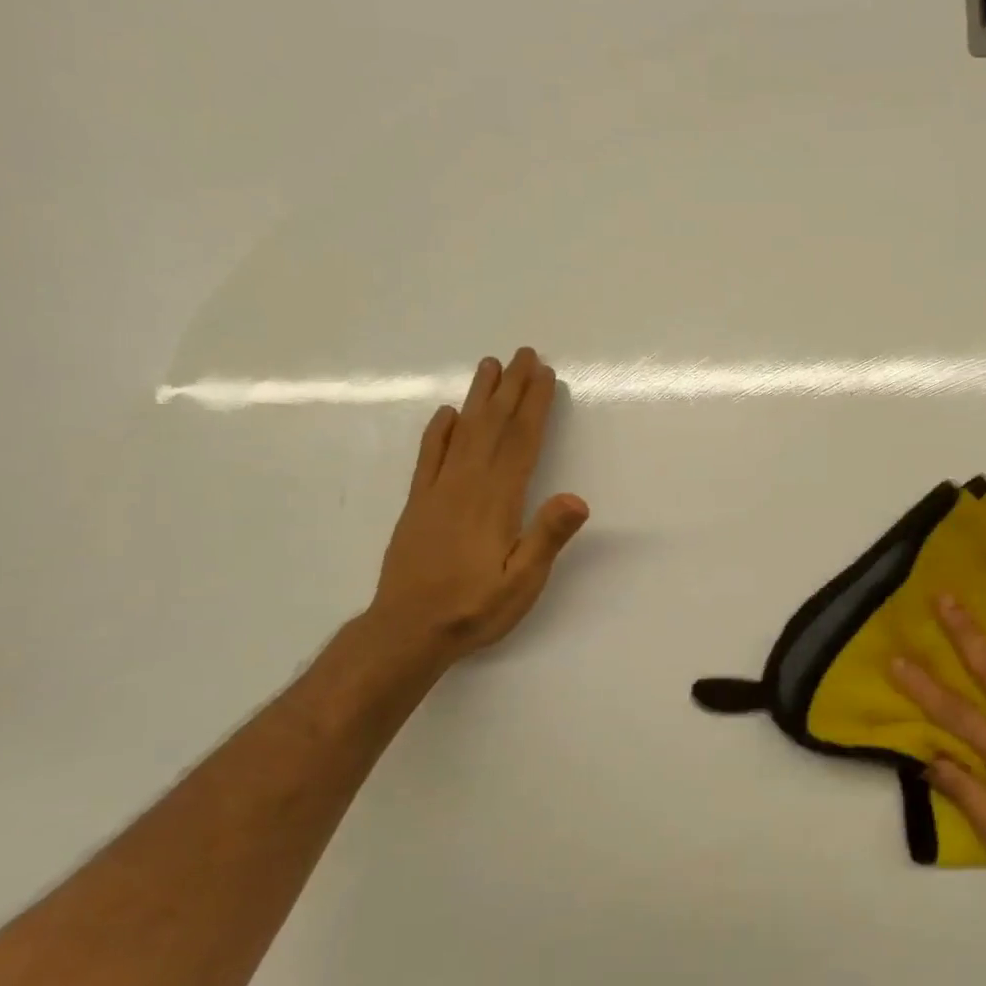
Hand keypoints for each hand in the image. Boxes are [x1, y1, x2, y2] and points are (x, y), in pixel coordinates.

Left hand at [370, 347, 588, 665]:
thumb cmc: (474, 608)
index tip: (544, 374)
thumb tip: (578, 498)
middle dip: (511, 389)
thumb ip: (547, 538)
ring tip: (489, 367)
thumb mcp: (522, 582)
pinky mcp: (418, 505)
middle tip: (524, 354)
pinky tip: (446, 415)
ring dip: (479, 398)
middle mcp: (466, 486)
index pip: (521, 442)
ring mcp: (437, 492)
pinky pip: (429, 457)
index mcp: (496, 501)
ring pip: (462, 433)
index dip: (534, 406)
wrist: (407, 631)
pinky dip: (439, 432)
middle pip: (493, 427)